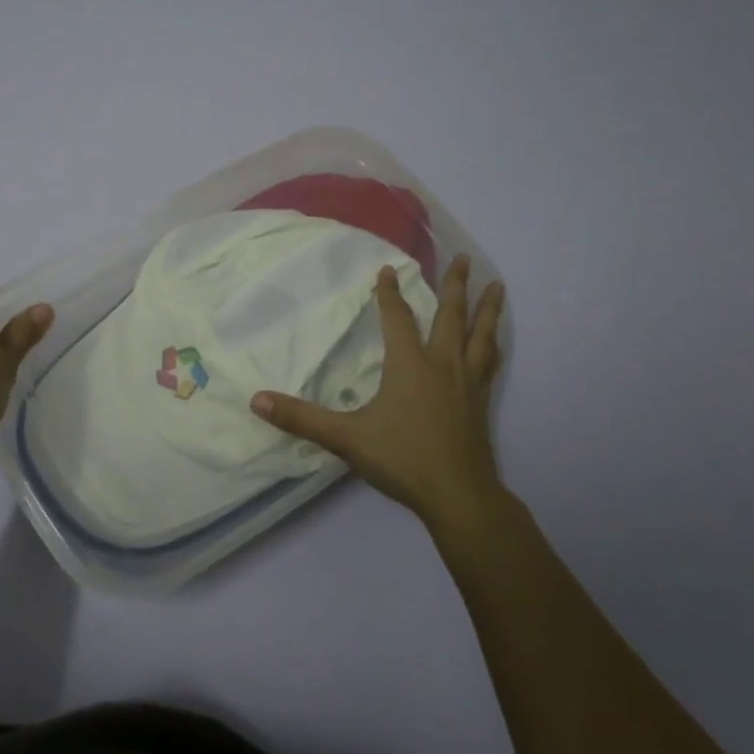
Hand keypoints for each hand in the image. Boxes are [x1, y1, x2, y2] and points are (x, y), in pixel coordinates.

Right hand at [251, 254, 505, 530]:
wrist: (459, 496)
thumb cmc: (402, 459)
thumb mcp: (346, 438)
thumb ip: (301, 419)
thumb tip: (257, 400)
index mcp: (409, 365)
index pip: (397, 319)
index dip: (389, 293)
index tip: (387, 270)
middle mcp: (442, 365)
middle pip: (451, 316)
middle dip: (454, 285)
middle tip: (462, 258)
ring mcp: (467, 383)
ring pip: (480, 336)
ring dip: (487, 309)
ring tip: (497, 286)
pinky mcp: (481, 402)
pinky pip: (490, 362)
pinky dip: (494, 345)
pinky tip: (496, 342)